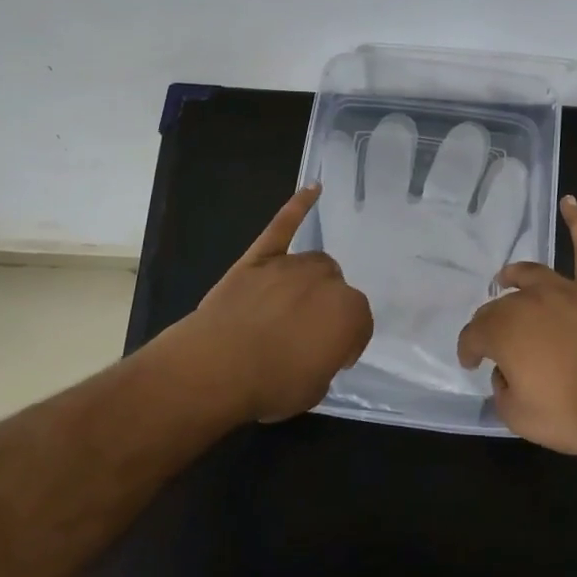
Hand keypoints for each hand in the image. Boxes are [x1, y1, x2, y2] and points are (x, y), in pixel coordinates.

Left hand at [172, 184, 373, 423]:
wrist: (218, 366)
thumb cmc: (271, 384)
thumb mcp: (314, 388)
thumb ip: (325, 360)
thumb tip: (316, 350)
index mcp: (349, 314)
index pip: (359, 324)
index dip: (344, 343)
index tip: (329, 358)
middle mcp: (328, 280)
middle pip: (336, 288)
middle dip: (326, 308)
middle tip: (305, 335)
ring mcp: (292, 264)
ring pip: (313, 264)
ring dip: (310, 281)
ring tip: (292, 305)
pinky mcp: (261, 256)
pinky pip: (284, 225)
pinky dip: (298, 206)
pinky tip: (313, 189)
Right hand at [457, 196, 576, 456]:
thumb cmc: (575, 412)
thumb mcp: (521, 418)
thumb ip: (503, 393)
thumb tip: (506, 374)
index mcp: (504, 330)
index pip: (474, 334)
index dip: (468, 349)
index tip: (470, 362)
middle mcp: (529, 301)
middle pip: (501, 305)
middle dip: (490, 322)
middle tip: (493, 340)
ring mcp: (567, 290)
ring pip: (533, 274)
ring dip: (515, 276)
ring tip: (507, 278)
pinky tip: (570, 202)